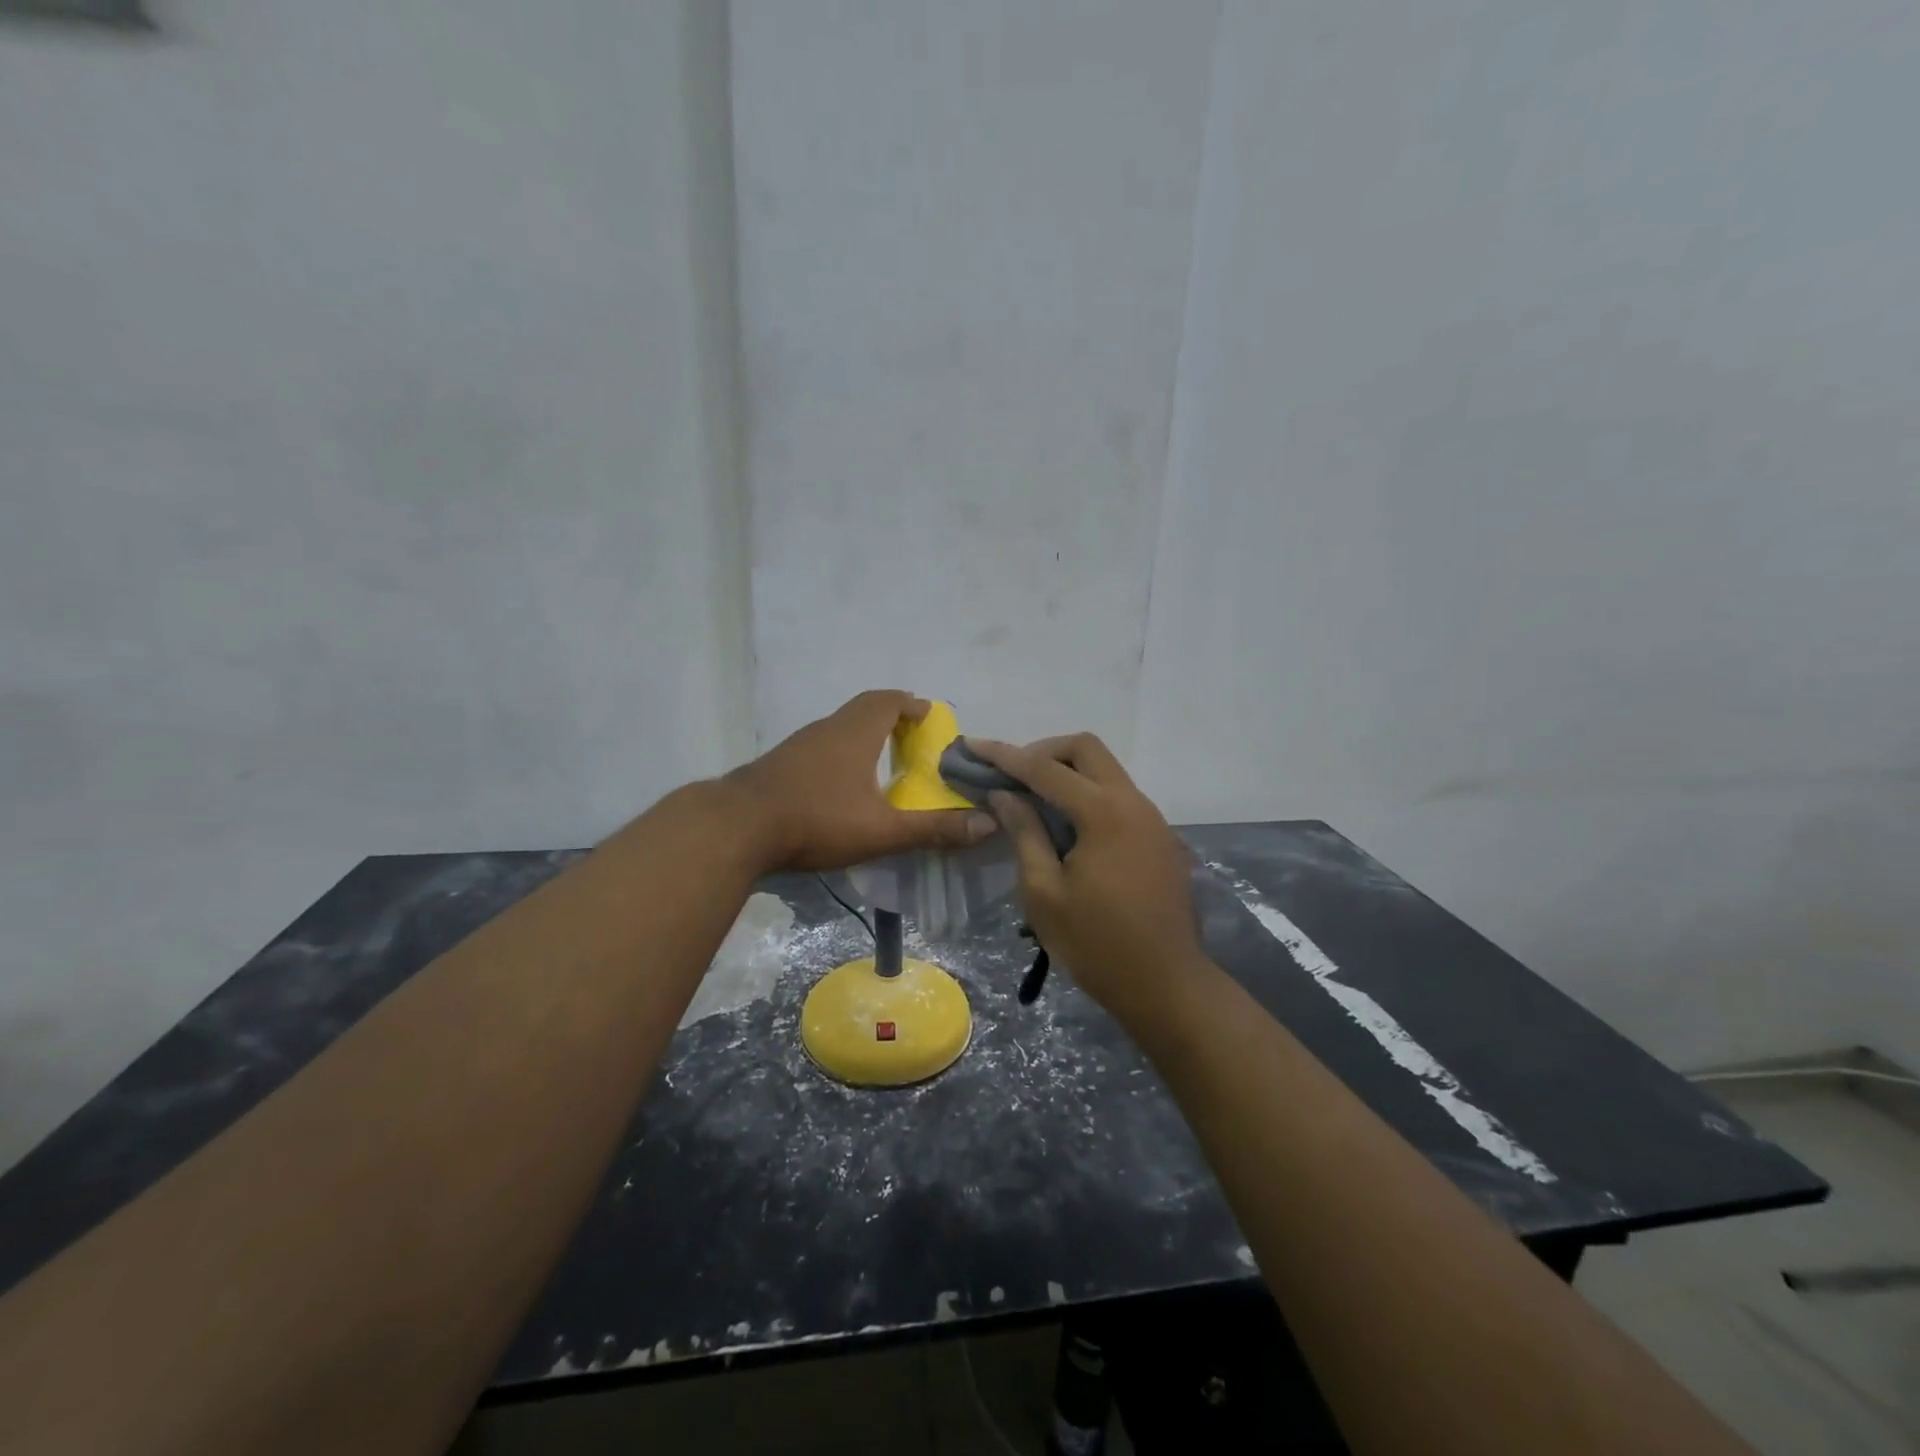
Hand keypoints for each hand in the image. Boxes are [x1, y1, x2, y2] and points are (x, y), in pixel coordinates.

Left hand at [727, 691, 997, 872]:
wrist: (736, 828)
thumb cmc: (817, 819)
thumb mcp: (882, 830)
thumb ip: (934, 828)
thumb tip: (987, 823)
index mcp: (855, 732)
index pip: (889, 701)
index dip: (912, 705)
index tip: (929, 714)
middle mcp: (827, 728)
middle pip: (863, 708)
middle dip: (890, 716)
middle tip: (910, 736)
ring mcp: (798, 744)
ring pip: (838, 727)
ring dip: (862, 734)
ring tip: (880, 760)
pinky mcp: (778, 764)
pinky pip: (819, 746)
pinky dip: (839, 752)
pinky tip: (839, 784)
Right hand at [968, 734, 1205, 1028]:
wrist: (1168, 986)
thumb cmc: (1097, 944)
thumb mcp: (1044, 892)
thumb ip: (1025, 833)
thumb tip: (1005, 794)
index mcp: (1104, 812)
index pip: (1045, 769)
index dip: (1004, 755)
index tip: (972, 746)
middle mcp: (1133, 802)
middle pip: (1086, 749)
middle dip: (1043, 752)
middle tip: (1011, 776)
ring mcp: (1153, 819)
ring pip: (1106, 771)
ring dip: (1068, 774)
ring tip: (1032, 801)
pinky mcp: (1160, 838)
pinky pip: (1119, 798)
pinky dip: (1088, 796)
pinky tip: (1067, 829)